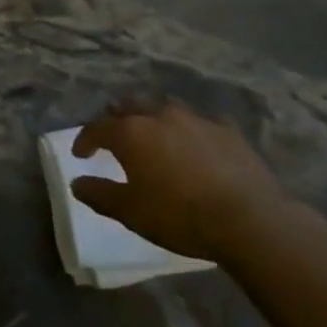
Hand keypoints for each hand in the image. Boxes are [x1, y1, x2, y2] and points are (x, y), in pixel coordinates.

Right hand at [70, 104, 292, 262]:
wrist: (249, 220)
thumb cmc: (180, 215)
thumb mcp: (131, 212)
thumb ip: (100, 194)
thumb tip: (76, 183)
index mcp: (131, 133)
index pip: (97, 128)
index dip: (85, 140)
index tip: (80, 154)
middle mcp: (159, 115)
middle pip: (129, 107)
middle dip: (117, 118)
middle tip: (114, 135)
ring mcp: (195, 119)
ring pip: (164, 108)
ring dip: (152, 118)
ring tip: (152, 133)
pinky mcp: (226, 130)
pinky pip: (200, 122)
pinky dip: (190, 130)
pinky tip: (195, 143)